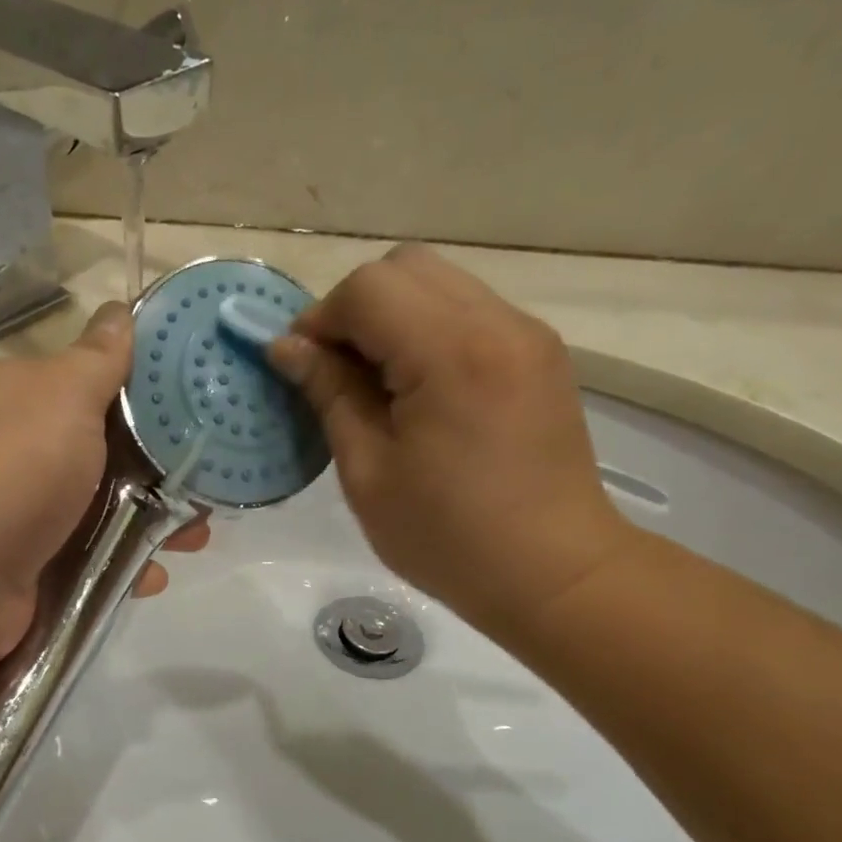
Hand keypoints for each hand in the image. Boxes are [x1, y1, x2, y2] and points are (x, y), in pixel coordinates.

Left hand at [0, 303, 207, 675]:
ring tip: (196, 539)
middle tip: (211, 485)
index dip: (154, 395)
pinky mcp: (36, 566)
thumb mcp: (61, 397)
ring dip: (156, 521)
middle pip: (111, 451)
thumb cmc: (12, 474)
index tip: (205, 410)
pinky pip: (95, 558)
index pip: (99, 383)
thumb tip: (118, 309)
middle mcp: (24, 450)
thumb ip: (98, 359)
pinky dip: (126, 565)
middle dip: (164, 469)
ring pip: (108, 508)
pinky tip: (152, 574)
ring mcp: (29, 512)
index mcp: (25, 397)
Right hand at [269, 244, 633, 645]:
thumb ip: (329, 394)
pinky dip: (428, 332)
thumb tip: (287, 347)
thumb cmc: (448, 537)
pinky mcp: (538, 354)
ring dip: (392, 318)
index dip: (320, 320)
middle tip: (336, 372)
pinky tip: (418, 390)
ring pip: (439, 284)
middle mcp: (497, 323)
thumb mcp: (368, 472)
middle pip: (405, 268)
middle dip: (355, 309)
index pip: (368, 289)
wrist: (554, 573)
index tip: (301, 370)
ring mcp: (526, 334)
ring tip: (375, 384)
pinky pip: (469, 312)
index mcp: (451, 353)